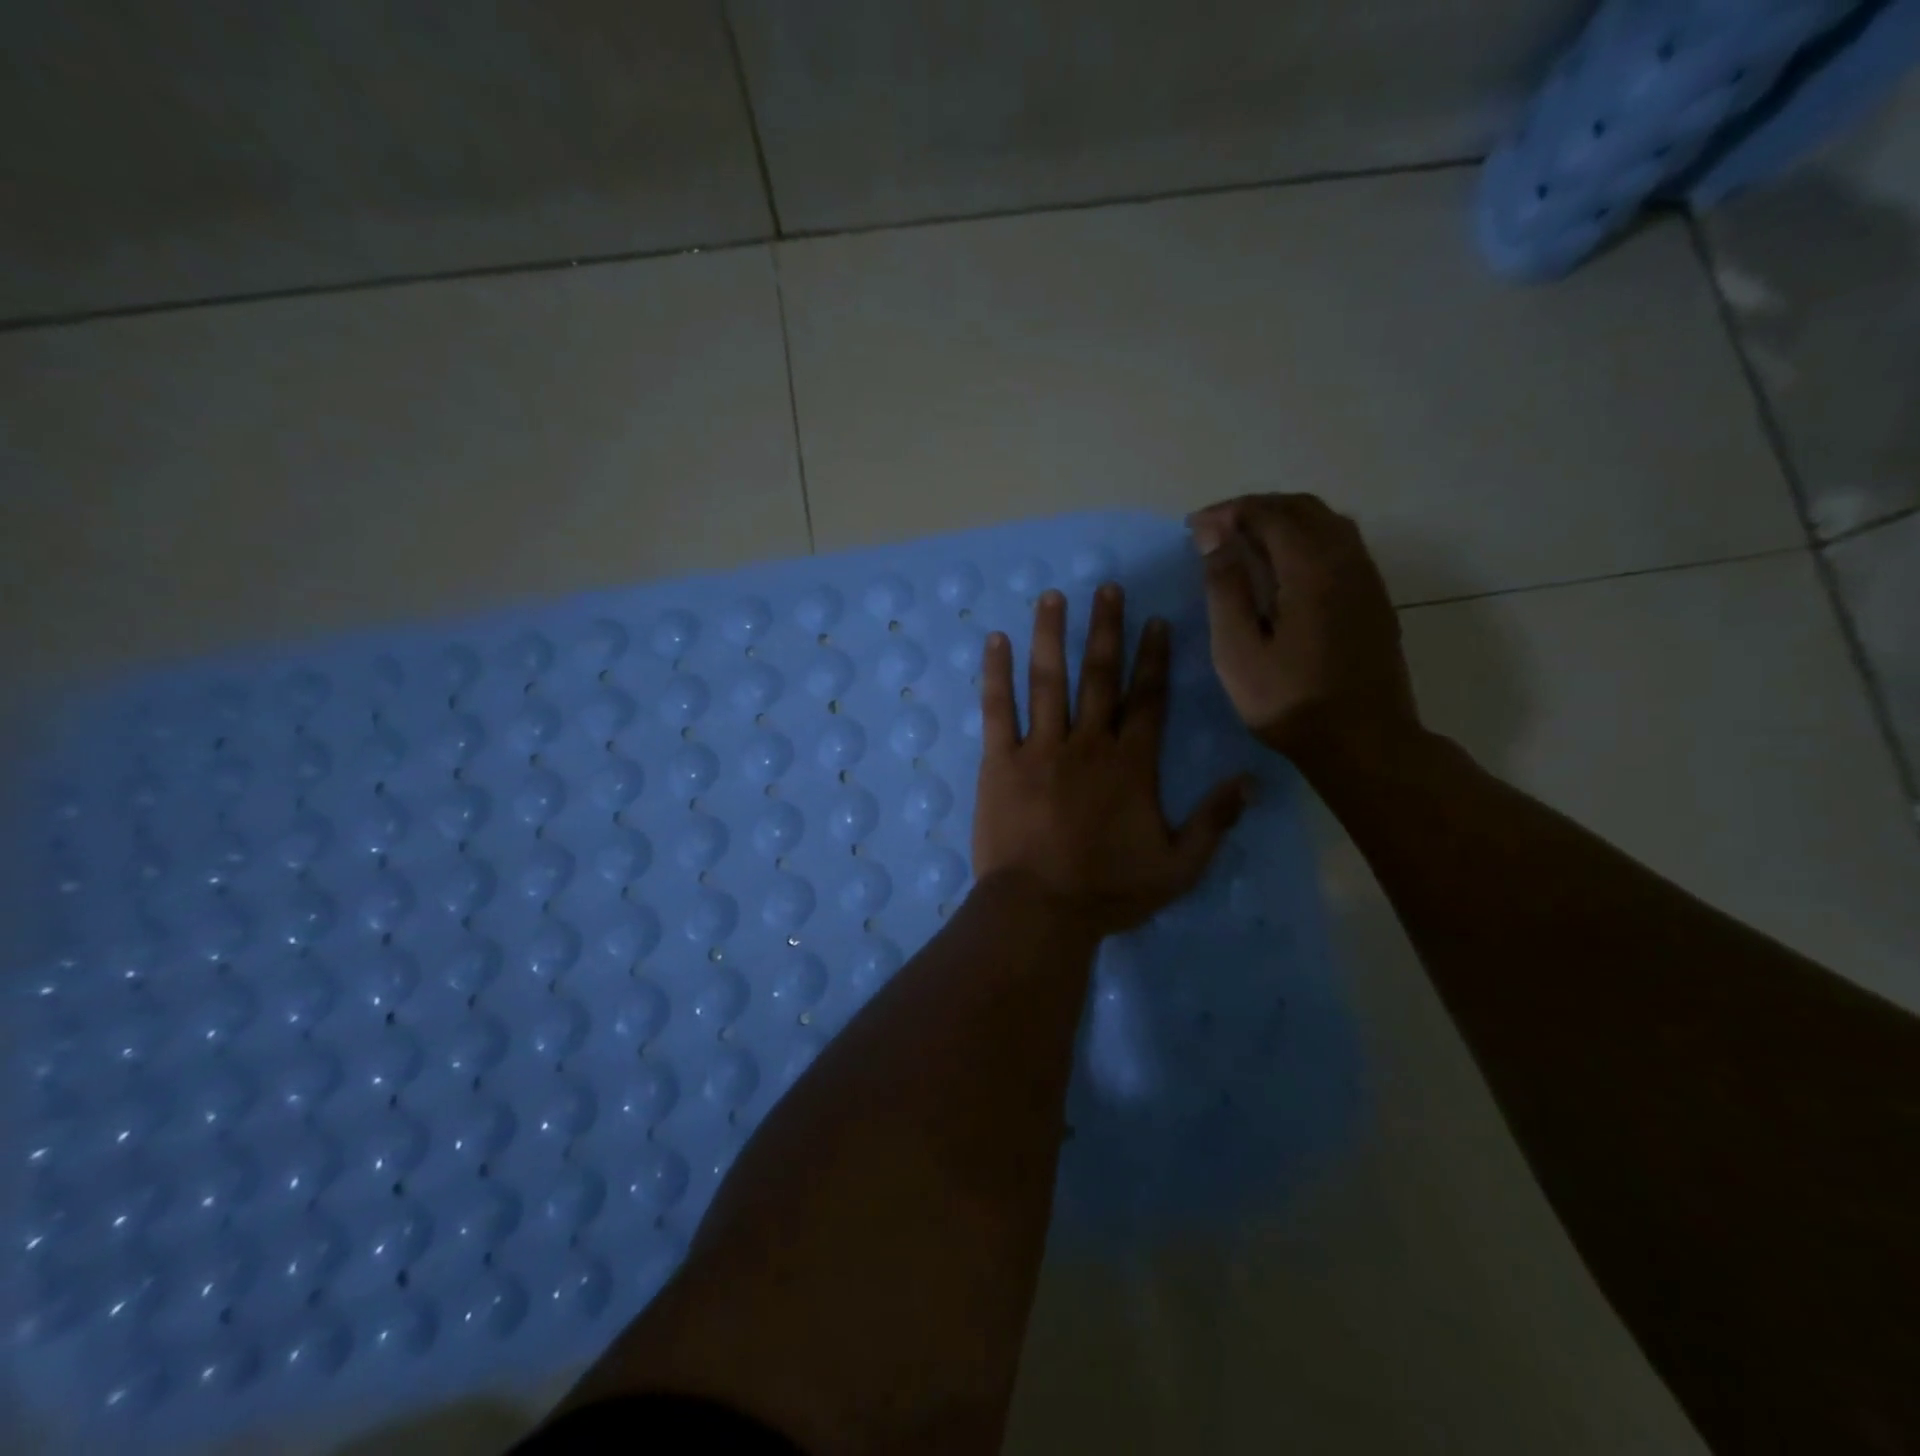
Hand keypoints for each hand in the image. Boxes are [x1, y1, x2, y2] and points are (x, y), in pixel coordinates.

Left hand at [972, 585, 1252, 938]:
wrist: (1039, 910)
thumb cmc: (1108, 891)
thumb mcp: (1178, 866)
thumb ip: (1214, 821)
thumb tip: (1252, 780)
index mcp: (1132, 764)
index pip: (1148, 699)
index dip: (1153, 658)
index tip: (1155, 620)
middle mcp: (1088, 744)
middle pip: (1100, 676)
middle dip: (1105, 629)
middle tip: (1107, 587)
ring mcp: (1040, 748)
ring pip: (1049, 680)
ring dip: (1052, 635)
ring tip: (1052, 596)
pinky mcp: (999, 761)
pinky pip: (997, 708)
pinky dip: (996, 673)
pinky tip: (996, 641)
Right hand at [1187, 493, 1420, 763]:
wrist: (1363, 742)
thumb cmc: (1290, 702)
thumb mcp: (1238, 651)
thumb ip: (1225, 588)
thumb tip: (1214, 535)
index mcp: (1312, 569)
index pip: (1270, 515)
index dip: (1229, 512)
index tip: (1193, 527)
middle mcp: (1347, 561)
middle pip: (1303, 508)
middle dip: (1256, 509)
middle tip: (1216, 530)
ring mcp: (1367, 579)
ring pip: (1328, 524)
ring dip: (1284, 521)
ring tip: (1246, 542)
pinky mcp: (1374, 599)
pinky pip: (1342, 546)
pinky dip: (1306, 539)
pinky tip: (1284, 568)